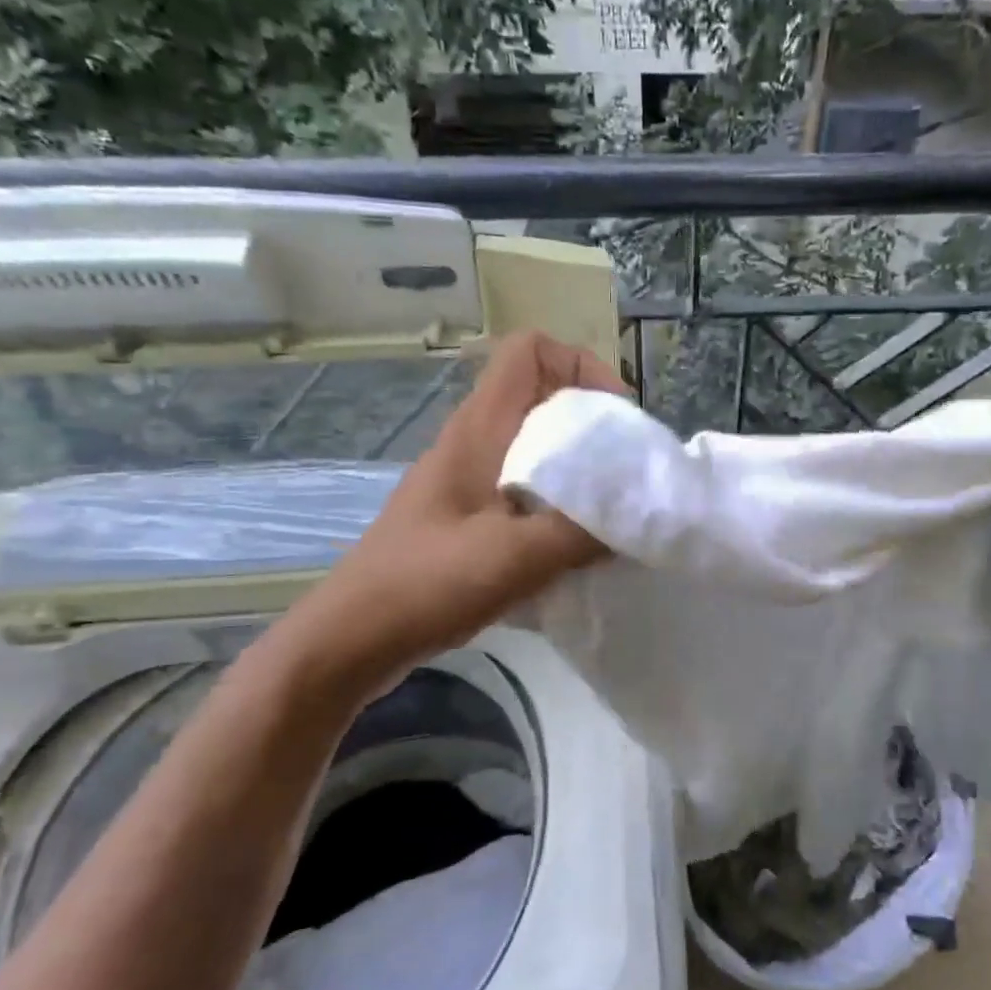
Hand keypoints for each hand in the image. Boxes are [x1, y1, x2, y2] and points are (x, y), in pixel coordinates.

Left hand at [273, 332, 627, 690]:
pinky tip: (575, 547)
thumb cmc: (428, 583)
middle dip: (594, 425)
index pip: (530, 352)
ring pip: (538, 447)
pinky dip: (559, 506)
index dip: (580, 367)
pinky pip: (527, 489)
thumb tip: (638, 517)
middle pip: (544, 398)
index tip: (616, 421)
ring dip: (579, 469)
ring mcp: (469, 480)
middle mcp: (475, 442)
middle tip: (626, 472)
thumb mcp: (516, 556)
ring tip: (610, 509)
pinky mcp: (468, 517)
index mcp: (481, 429)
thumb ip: (584, 531)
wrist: (353, 637)